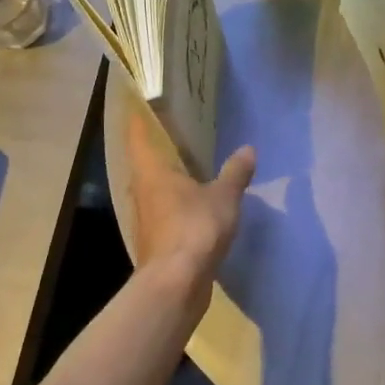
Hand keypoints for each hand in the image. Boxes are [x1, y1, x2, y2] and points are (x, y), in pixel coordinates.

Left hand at [127, 112, 254, 299]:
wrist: (176, 284)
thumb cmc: (194, 229)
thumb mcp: (223, 197)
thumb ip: (235, 173)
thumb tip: (248, 149)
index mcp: (151, 171)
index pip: (137, 133)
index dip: (139, 115)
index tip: (147, 100)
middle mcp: (142, 190)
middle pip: (145, 162)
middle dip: (160, 147)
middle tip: (180, 130)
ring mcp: (147, 218)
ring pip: (155, 189)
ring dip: (169, 178)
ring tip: (191, 164)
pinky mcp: (156, 240)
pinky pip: (166, 212)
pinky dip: (178, 204)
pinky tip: (195, 203)